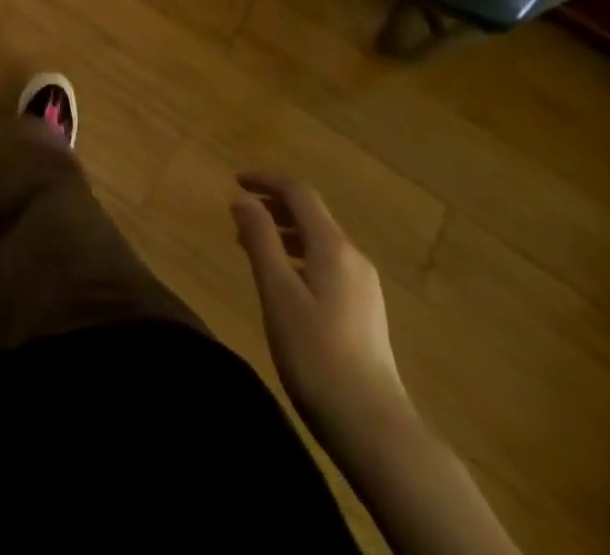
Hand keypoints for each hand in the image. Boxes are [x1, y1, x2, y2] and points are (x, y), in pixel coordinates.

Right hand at [231, 173, 412, 452]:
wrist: (375, 429)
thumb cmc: (317, 355)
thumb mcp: (278, 293)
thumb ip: (260, 240)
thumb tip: (243, 199)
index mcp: (333, 247)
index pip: (299, 193)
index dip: (266, 180)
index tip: (235, 180)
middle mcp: (353, 258)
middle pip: (311, 215)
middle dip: (273, 207)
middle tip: (238, 215)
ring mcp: (364, 287)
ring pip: (319, 241)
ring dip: (284, 233)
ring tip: (252, 248)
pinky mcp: (364, 312)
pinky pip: (326, 265)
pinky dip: (298, 257)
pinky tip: (282, 283)